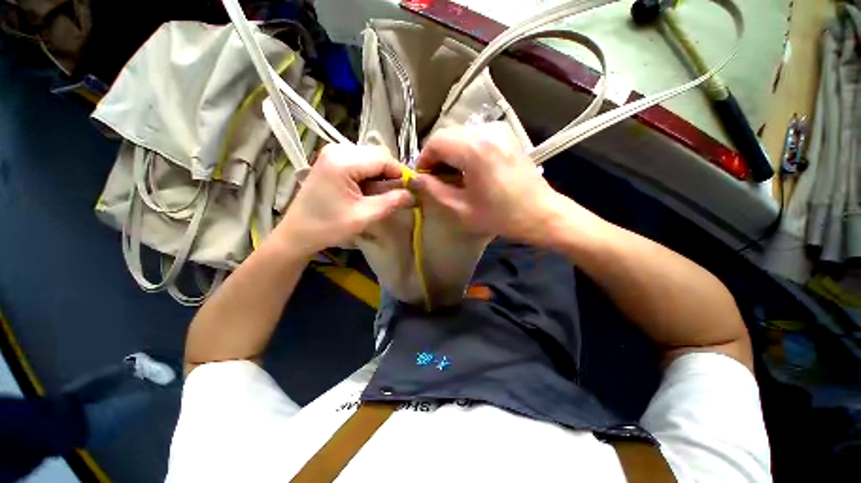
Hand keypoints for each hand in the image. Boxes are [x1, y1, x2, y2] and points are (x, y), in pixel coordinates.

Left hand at [274, 144, 412, 257]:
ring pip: (370, 158)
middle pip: (377, 155)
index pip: (384, 159)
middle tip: (397, 195)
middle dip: (390, 174)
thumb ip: (392, 202)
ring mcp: (332, 153)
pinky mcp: (331, 160)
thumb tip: (414, 194)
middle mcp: (337, 149)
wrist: (297, 233)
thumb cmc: (329, 226)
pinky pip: (360, 162)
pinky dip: (370, 175)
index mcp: (343, 161)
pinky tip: (369, 190)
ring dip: (381, 175)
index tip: (411, 190)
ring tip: (383, 195)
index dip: (401, 173)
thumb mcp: (365, 215)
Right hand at [412, 123, 568, 244]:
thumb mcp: (461, 209)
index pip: (435, 142)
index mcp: (474, 149)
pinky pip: (475, 136)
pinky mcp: (506, 135)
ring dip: (450, 153)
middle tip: (436, 180)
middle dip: (436, 156)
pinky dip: (464, 150)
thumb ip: (433, 191)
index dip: (424, 159)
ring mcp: (499, 130)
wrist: (542, 213)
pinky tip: (468, 170)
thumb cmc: (502, 216)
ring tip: (452, 177)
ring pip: (460, 134)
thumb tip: (415, 179)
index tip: (423, 178)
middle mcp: (486, 131)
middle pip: (447, 135)